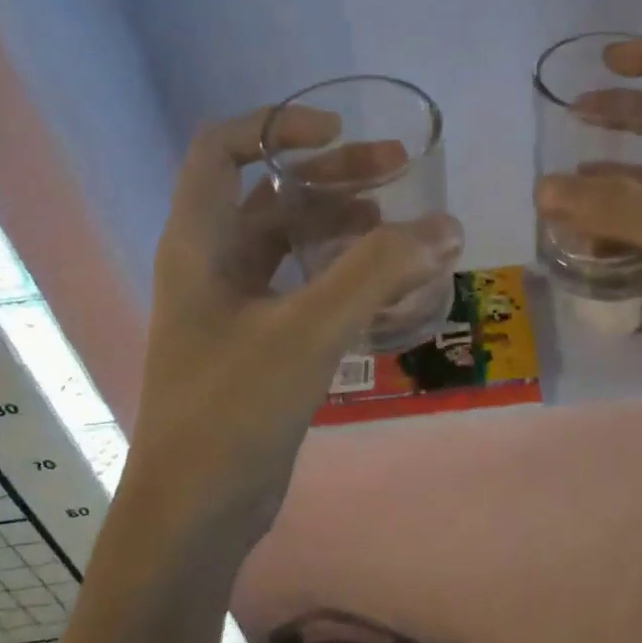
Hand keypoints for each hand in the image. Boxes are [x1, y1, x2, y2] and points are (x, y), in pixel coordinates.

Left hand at [126, 106, 461, 552]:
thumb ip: (377, 272)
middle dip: (335, 173)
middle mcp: (213, 263)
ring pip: (294, 239)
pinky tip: (392, 283)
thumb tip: (446, 227)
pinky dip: (347, 272)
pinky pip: (308, 284)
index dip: (277, 126)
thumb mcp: (308, 331)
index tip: (338, 132)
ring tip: (404, 225)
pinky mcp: (261, 340)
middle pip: (273, 191)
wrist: (195, 516)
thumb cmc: (233, 411)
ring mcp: (237, 304)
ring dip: (346, 222)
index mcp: (200, 243)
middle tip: (399, 167)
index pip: (221, 149)